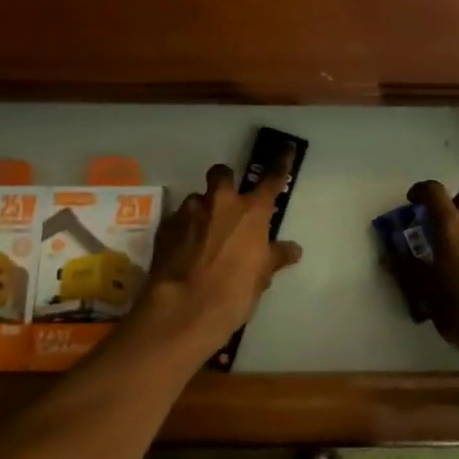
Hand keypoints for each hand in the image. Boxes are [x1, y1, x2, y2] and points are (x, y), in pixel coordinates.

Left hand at [134, 157, 302, 354]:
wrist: (183, 310)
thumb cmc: (233, 293)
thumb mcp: (261, 277)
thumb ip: (275, 257)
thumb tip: (292, 249)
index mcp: (251, 211)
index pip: (272, 179)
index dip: (281, 163)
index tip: (285, 149)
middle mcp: (220, 202)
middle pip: (222, 174)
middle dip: (226, 181)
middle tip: (229, 202)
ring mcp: (189, 212)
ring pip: (197, 199)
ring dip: (203, 210)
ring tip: (204, 235)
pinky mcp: (166, 227)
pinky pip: (179, 220)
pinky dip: (185, 229)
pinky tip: (186, 251)